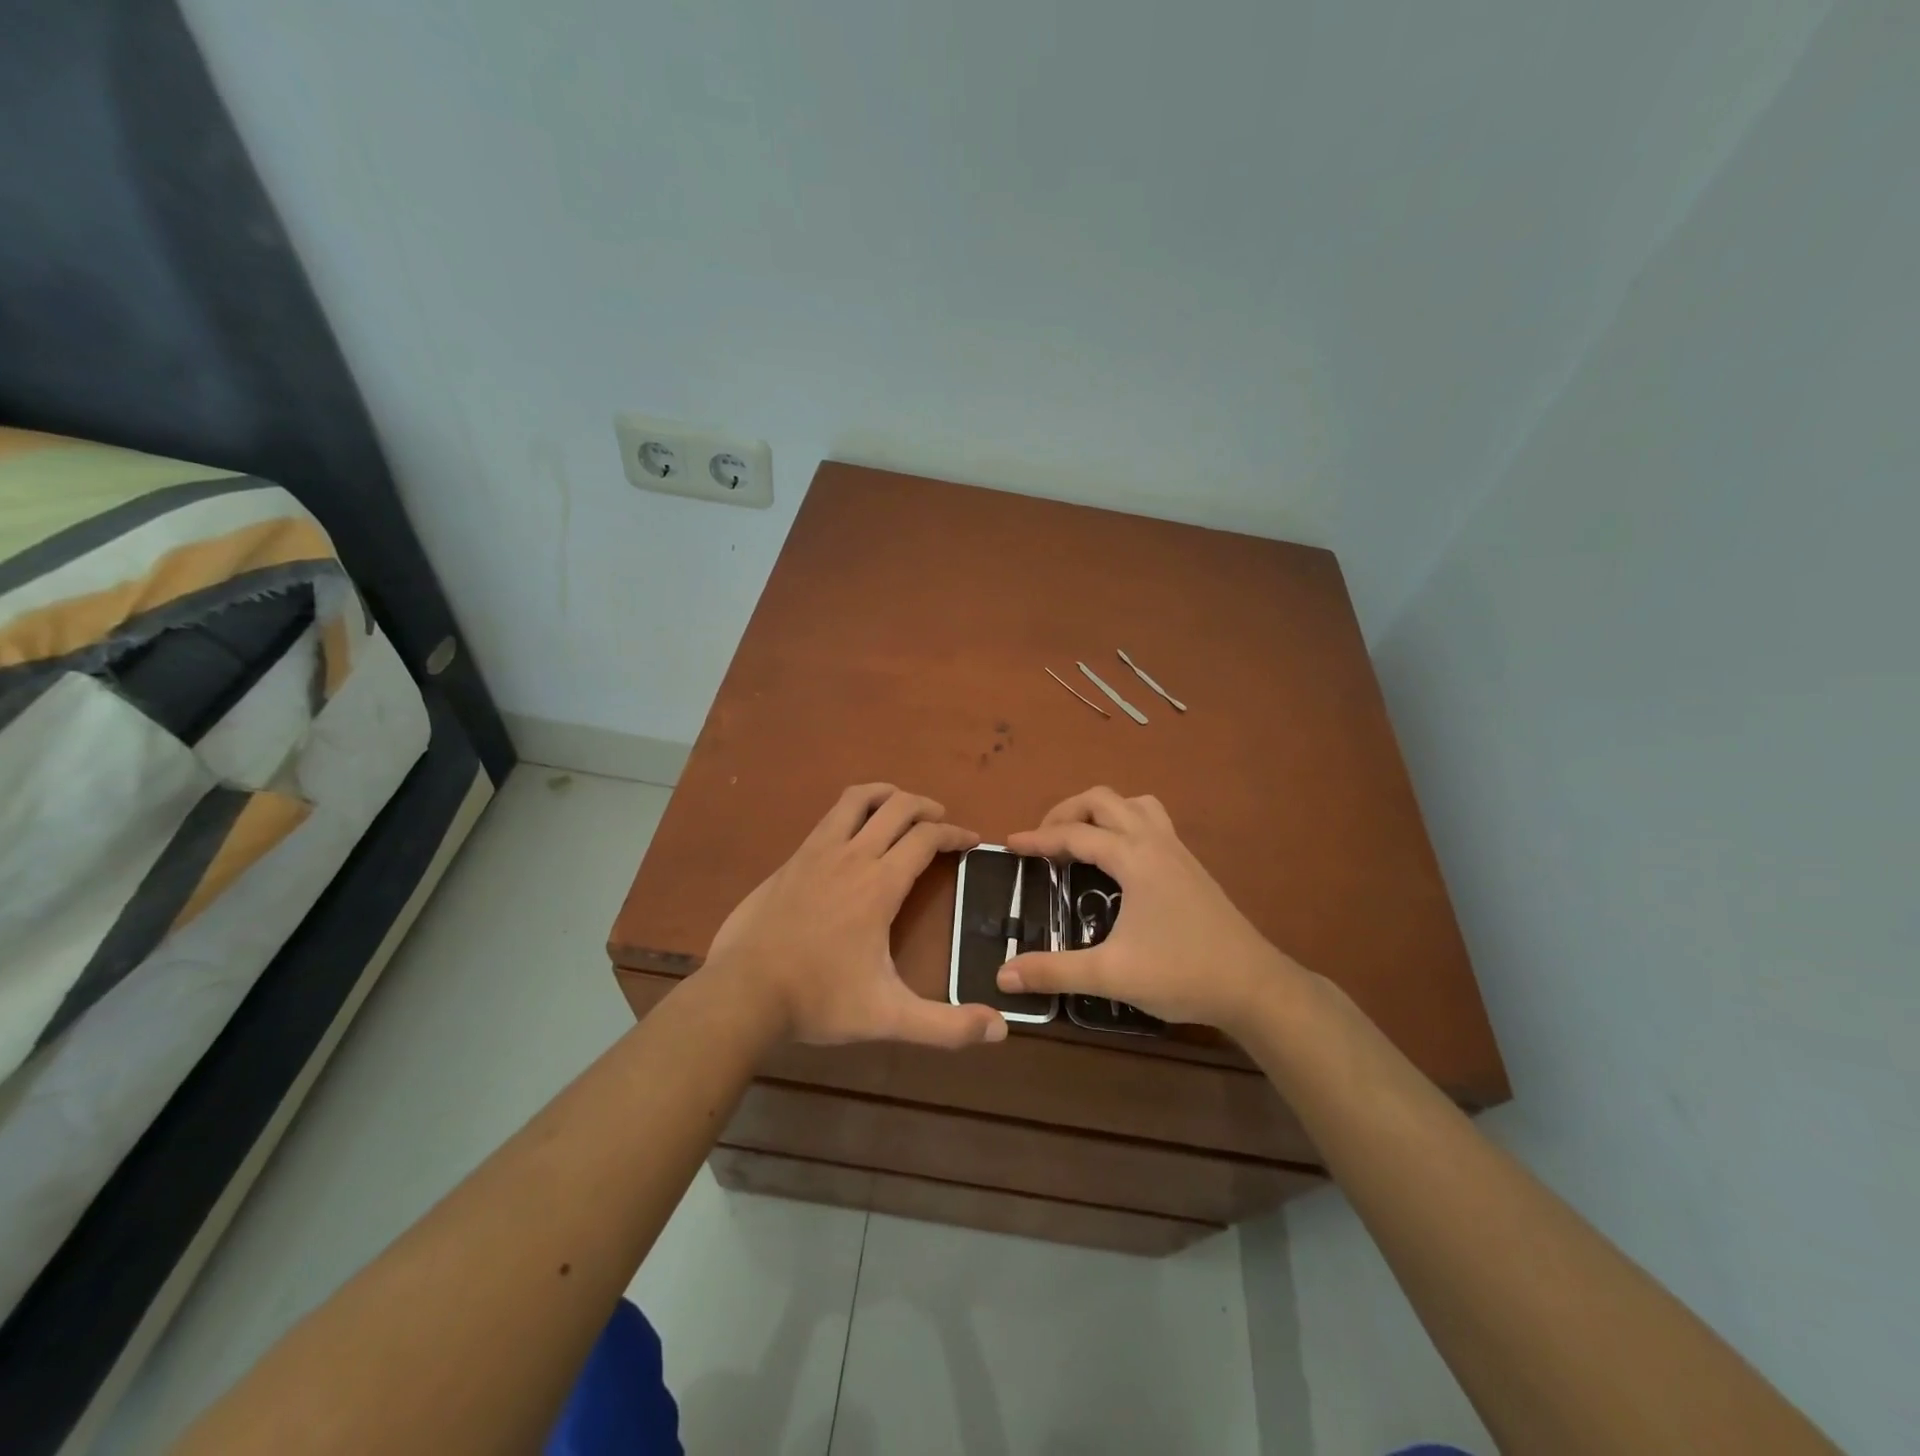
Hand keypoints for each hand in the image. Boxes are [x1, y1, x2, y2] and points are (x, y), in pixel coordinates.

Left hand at [705, 784, 1007, 1048]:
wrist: (742, 992)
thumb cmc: (819, 999)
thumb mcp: (888, 1017)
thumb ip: (945, 1026)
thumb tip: (1001, 1031)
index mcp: (879, 884)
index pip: (926, 838)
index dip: (955, 834)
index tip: (971, 840)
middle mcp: (852, 856)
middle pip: (897, 807)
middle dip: (926, 806)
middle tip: (942, 821)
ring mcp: (816, 852)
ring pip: (857, 799)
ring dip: (887, 795)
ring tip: (902, 807)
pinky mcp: (792, 859)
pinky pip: (830, 817)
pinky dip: (853, 810)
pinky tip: (853, 834)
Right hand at [996, 787, 1303, 1032]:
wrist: (1254, 986)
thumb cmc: (1182, 973)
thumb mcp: (1111, 974)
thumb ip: (1053, 971)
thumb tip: (1003, 975)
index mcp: (1134, 857)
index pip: (1075, 834)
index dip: (1038, 839)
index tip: (1009, 846)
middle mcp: (1155, 841)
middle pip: (1103, 800)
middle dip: (1066, 812)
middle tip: (1043, 841)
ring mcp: (1177, 850)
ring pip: (1133, 804)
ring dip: (1101, 811)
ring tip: (1080, 839)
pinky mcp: (1190, 865)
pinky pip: (1152, 821)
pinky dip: (1125, 823)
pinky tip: (1119, 859)